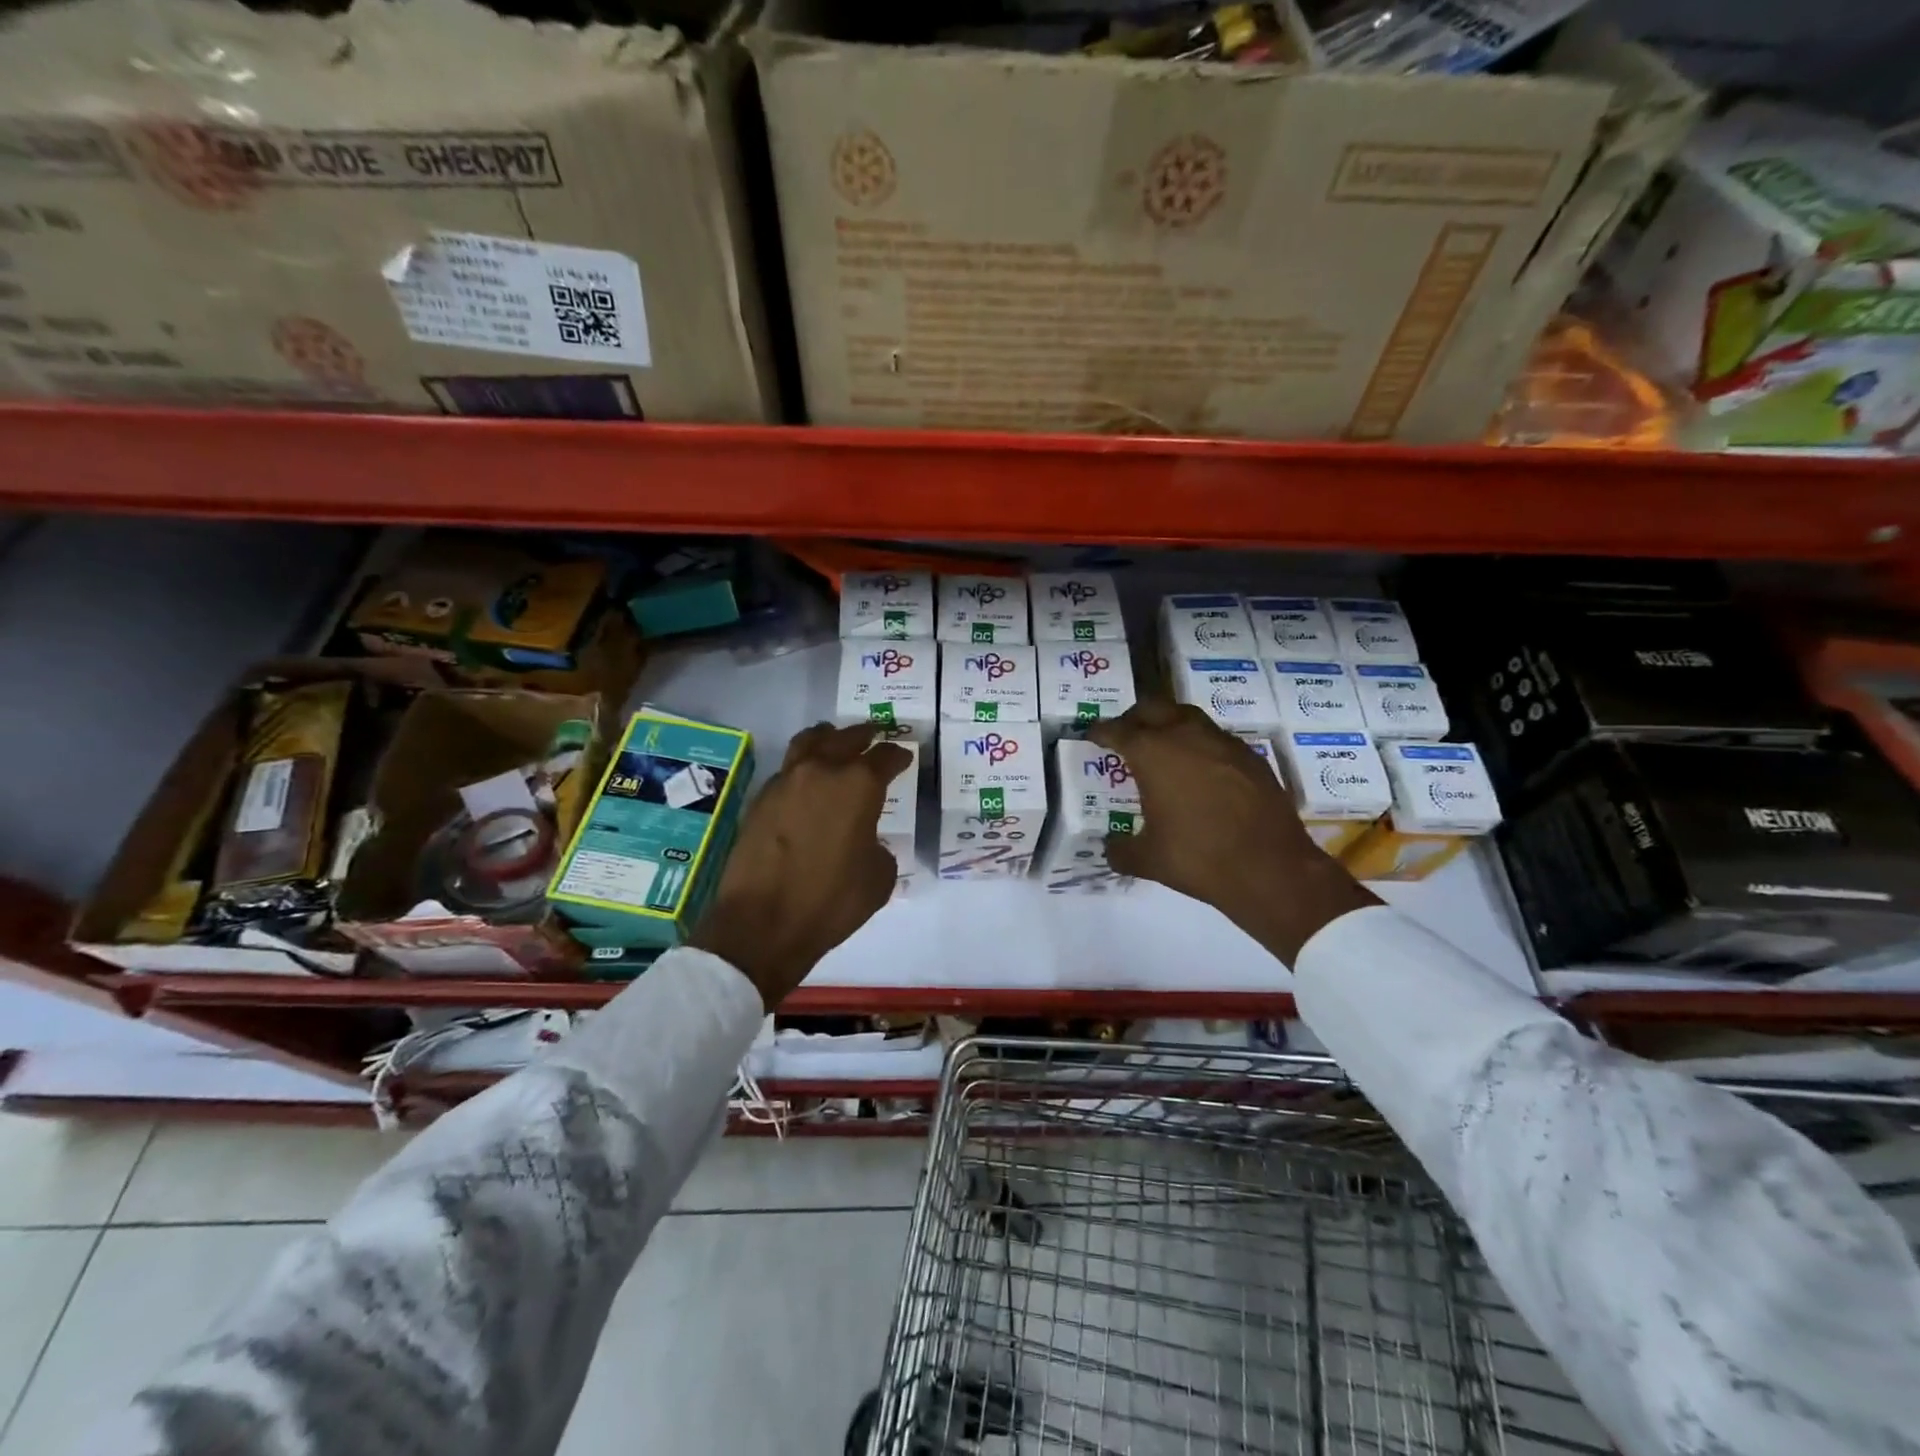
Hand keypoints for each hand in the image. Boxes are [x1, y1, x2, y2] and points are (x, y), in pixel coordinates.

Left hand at [689, 722, 910, 1007]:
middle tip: (874, 733)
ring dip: (827, 738)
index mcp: (859, 785)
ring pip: (809, 742)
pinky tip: (807, 780)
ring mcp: (786, 781)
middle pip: (846, 737)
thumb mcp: (879, 877)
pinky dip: (802, 766)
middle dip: (864, 734)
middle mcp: (822, 771)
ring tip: (834, 739)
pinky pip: (787, 769)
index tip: (905, 757)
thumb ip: (879, 845)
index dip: (898, 756)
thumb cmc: (832, 901)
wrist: (763, 923)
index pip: (885, 757)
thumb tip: (866, 839)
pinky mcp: (761, 799)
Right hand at [1088, 701, 1377, 963]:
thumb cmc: (1198, 858)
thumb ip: (1121, 850)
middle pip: (1154, 708)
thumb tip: (1111, 849)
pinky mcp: (1251, 757)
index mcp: (1153, 754)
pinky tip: (1200, 770)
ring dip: (1170, 724)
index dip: (1102, 731)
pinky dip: (1200, 745)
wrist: (1271, 868)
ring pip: (1188, 717)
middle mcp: (1186, 736)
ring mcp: (1223, 743)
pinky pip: (1216, 739)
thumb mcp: (1148, 860)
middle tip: (1126, 733)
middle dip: (1135, 717)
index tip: (1093, 735)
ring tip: (1163, 746)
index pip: (1118, 730)